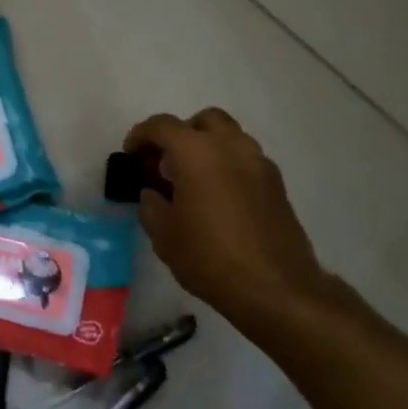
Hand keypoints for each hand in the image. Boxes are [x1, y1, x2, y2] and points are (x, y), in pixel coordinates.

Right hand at [124, 108, 338, 334]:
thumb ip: (152, 205)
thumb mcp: (164, 235)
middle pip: (203, 120)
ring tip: (192, 181)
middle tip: (166, 162)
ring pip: (230, 137)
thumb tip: (154, 194)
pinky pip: (246, 160)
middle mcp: (231, 146)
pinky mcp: (277, 184)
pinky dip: (228, 166)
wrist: (275, 288)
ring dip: (208, 148)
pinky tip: (217, 198)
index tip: (131, 153)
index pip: (162, 126)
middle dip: (181, 133)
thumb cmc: (209, 258)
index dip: (141, 135)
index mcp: (196, 152)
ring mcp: (259, 163)